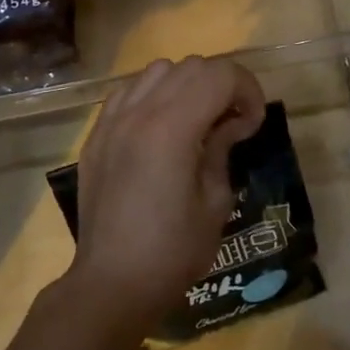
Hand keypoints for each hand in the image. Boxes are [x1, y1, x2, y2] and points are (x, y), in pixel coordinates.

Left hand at [66, 56, 266, 339]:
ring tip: (195, 121)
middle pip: (191, 66)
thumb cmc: (171, 251)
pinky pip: (128, 91)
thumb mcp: (215, 203)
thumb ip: (222, 150)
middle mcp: (139, 111)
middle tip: (232, 123)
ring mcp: (112, 120)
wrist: (112, 282)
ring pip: (158, 71)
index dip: (247, 90)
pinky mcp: (96, 134)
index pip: (219, 75)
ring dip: (186, 85)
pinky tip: (159, 128)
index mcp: (172, 127)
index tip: (252, 124)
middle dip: (221, 85)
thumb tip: (230, 124)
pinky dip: (152, 96)